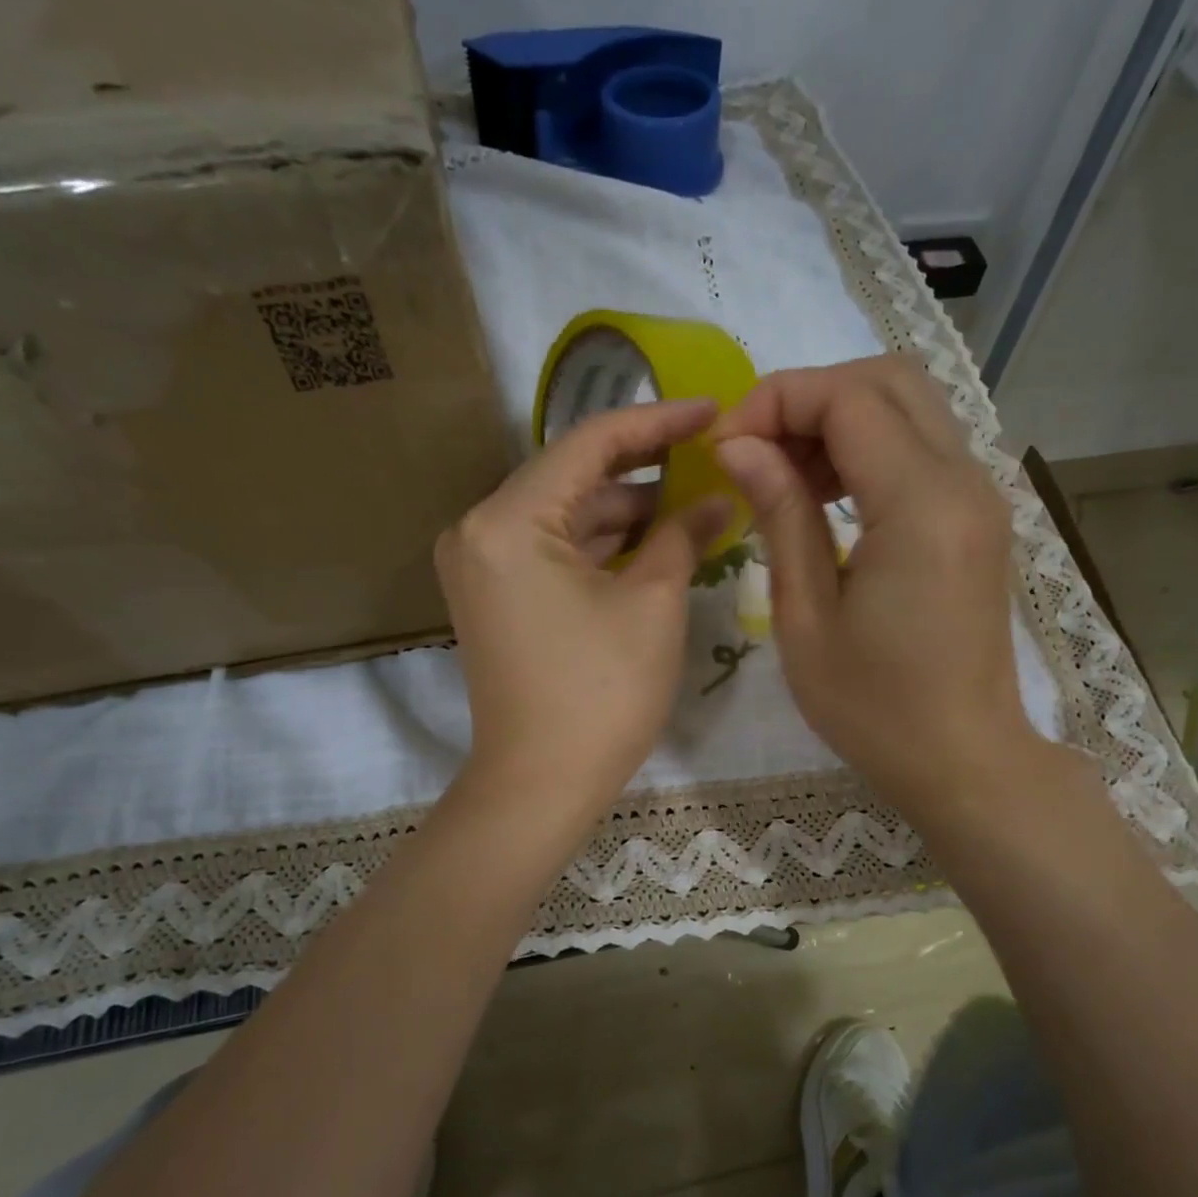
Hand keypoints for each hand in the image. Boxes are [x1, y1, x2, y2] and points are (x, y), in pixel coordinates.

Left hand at [437, 396, 730, 820]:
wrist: (541, 785)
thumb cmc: (601, 693)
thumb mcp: (653, 603)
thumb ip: (683, 533)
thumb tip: (720, 495)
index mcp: (507, 519)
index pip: (589, 443)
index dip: (657, 423)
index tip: (711, 411)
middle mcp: (478, 529)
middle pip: (572, 477)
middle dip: (644, 470)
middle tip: (710, 459)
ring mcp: (480, 565)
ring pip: (564, 515)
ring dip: (625, 511)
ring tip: (694, 502)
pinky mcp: (494, 595)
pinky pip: (551, 549)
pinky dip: (599, 545)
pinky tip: (653, 540)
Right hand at [712, 356, 1037, 823]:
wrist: (962, 759)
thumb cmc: (873, 708)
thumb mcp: (806, 618)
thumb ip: (781, 515)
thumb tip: (741, 445)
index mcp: (920, 507)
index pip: (848, 399)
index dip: (777, 402)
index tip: (725, 445)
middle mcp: (964, 482)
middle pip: (888, 380)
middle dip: (810, 397)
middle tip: (754, 451)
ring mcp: (979, 496)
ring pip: (909, 406)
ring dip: (839, 419)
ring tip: (782, 475)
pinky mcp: (977, 517)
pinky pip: (922, 447)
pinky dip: (869, 447)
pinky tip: (826, 495)